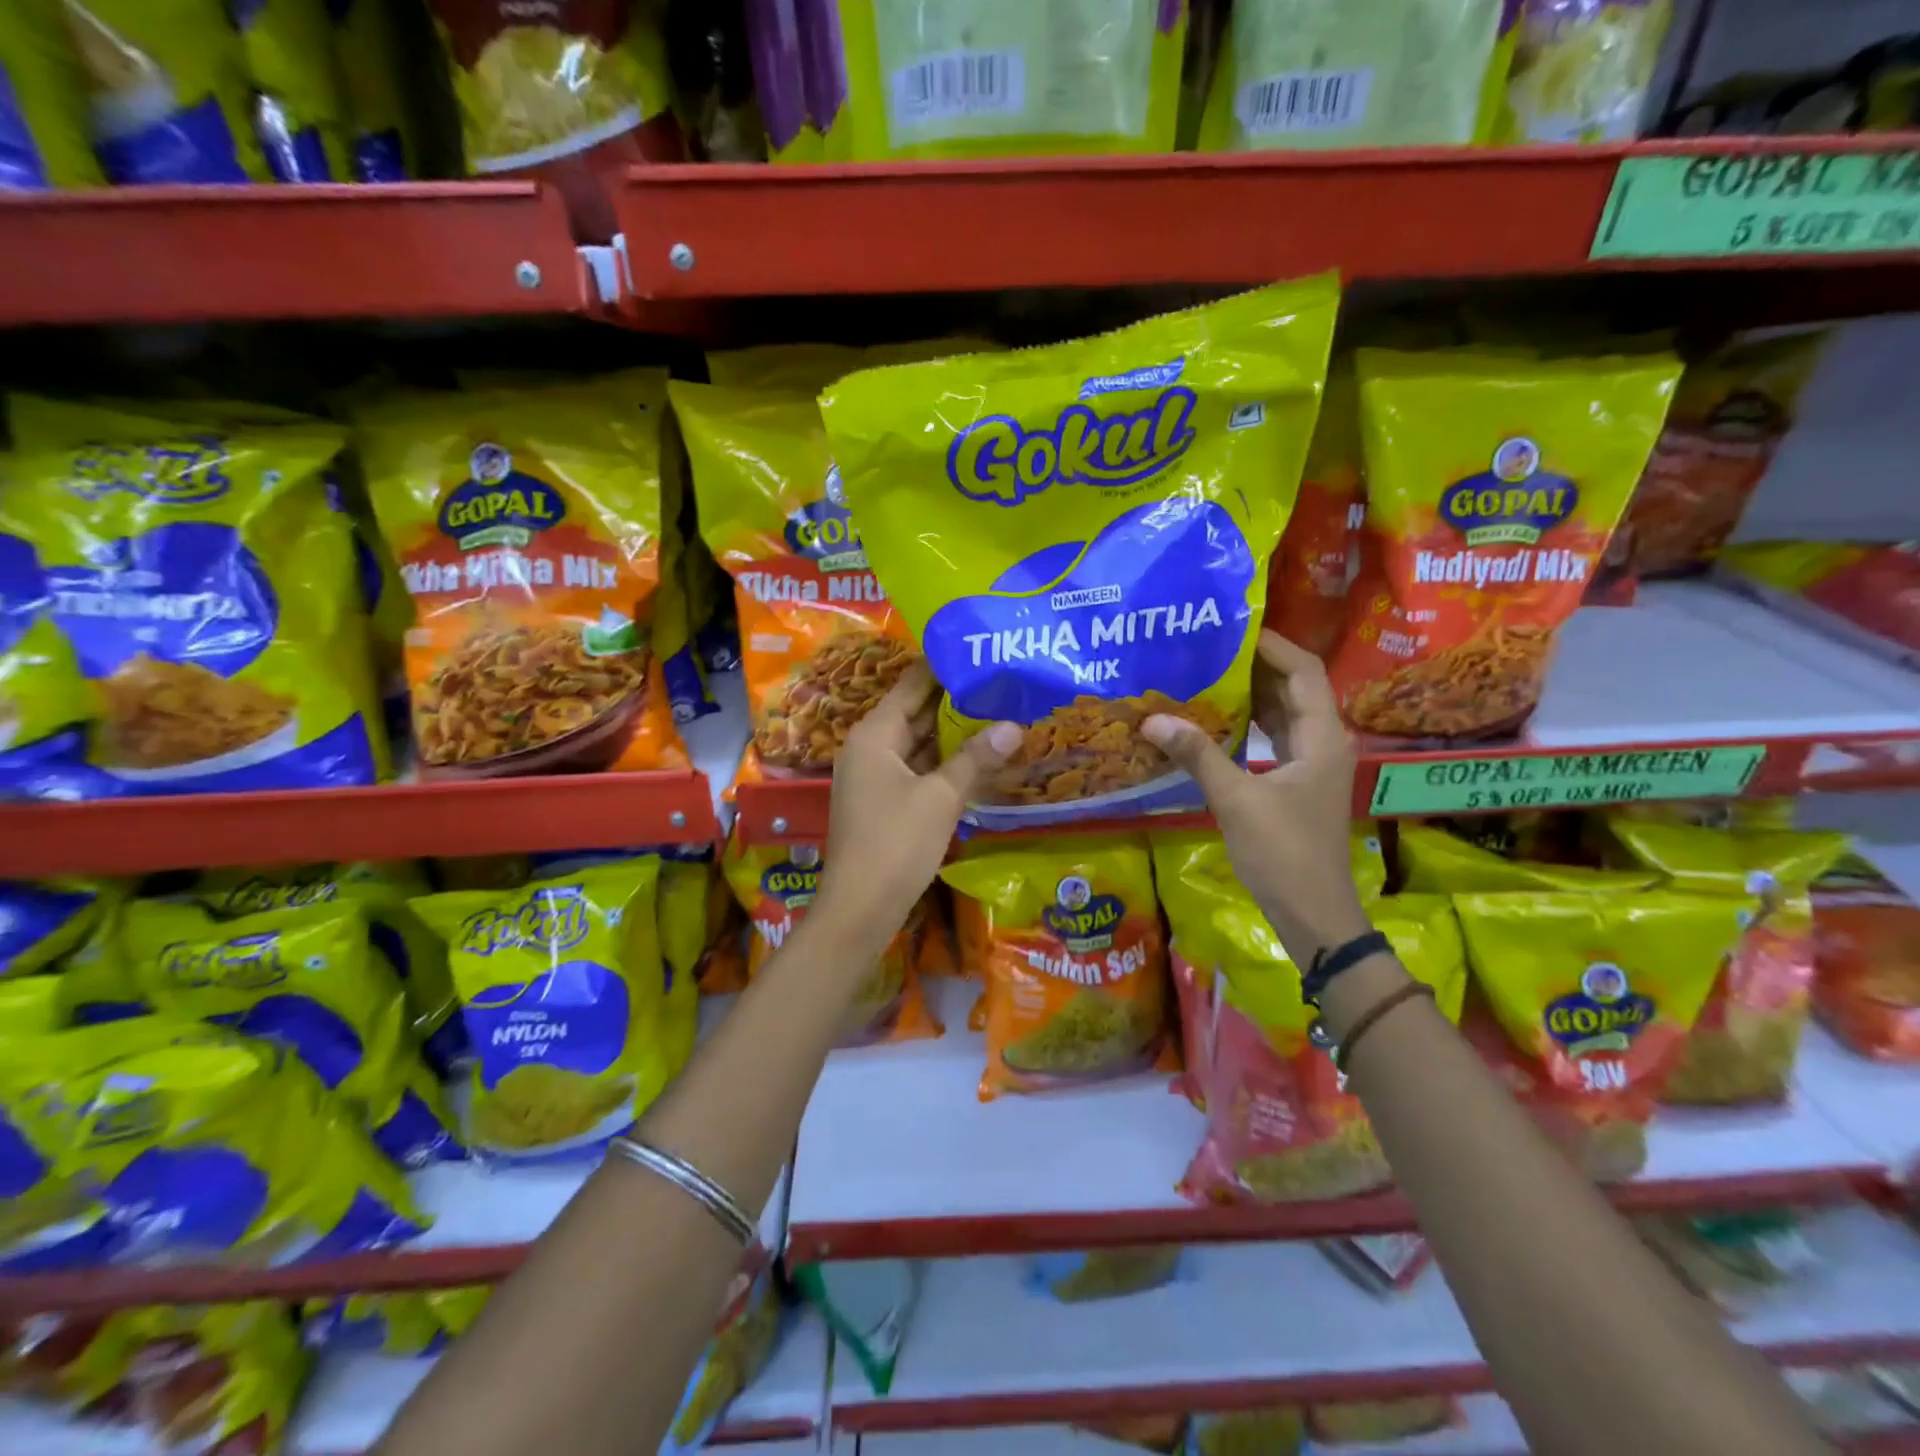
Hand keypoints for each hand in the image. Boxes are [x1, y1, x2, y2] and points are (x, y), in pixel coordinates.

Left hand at [815, 664, 1020, 949]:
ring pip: (918, 743)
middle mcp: (870, 747)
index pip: (912, 684)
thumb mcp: (941, 797)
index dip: (944, 667)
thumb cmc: (896, 843)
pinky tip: (979, 758)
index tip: (981, 651)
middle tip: (1001, 683)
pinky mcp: (885, 802)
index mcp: (875, 734)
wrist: (860, 908)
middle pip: (915, 712)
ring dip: (953, 734)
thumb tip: (1014, 726)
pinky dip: (945, 763)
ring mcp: (876, 776)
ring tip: (999, 712)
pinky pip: (918, 770)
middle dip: (956, 701)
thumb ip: (975, 758)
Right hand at [1143, 631, 1370, 963]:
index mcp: (1321, 737)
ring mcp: (1310, 764)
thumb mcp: (1236, 800)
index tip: (1231, 627)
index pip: (1303, 670)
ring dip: (1249, 694)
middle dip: (1253, 665)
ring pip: (1282, 713)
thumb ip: (1198, 756)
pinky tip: (1212, 720)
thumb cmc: (1283, 853)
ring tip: (1204, 673)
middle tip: (1207, 646)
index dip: (1271, 644)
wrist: (1312, 913)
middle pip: (1293, 687)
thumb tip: (1152, 719)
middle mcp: (1322, 741)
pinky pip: (1272, 738)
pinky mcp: (1295, 783)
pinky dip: (1247, 724)